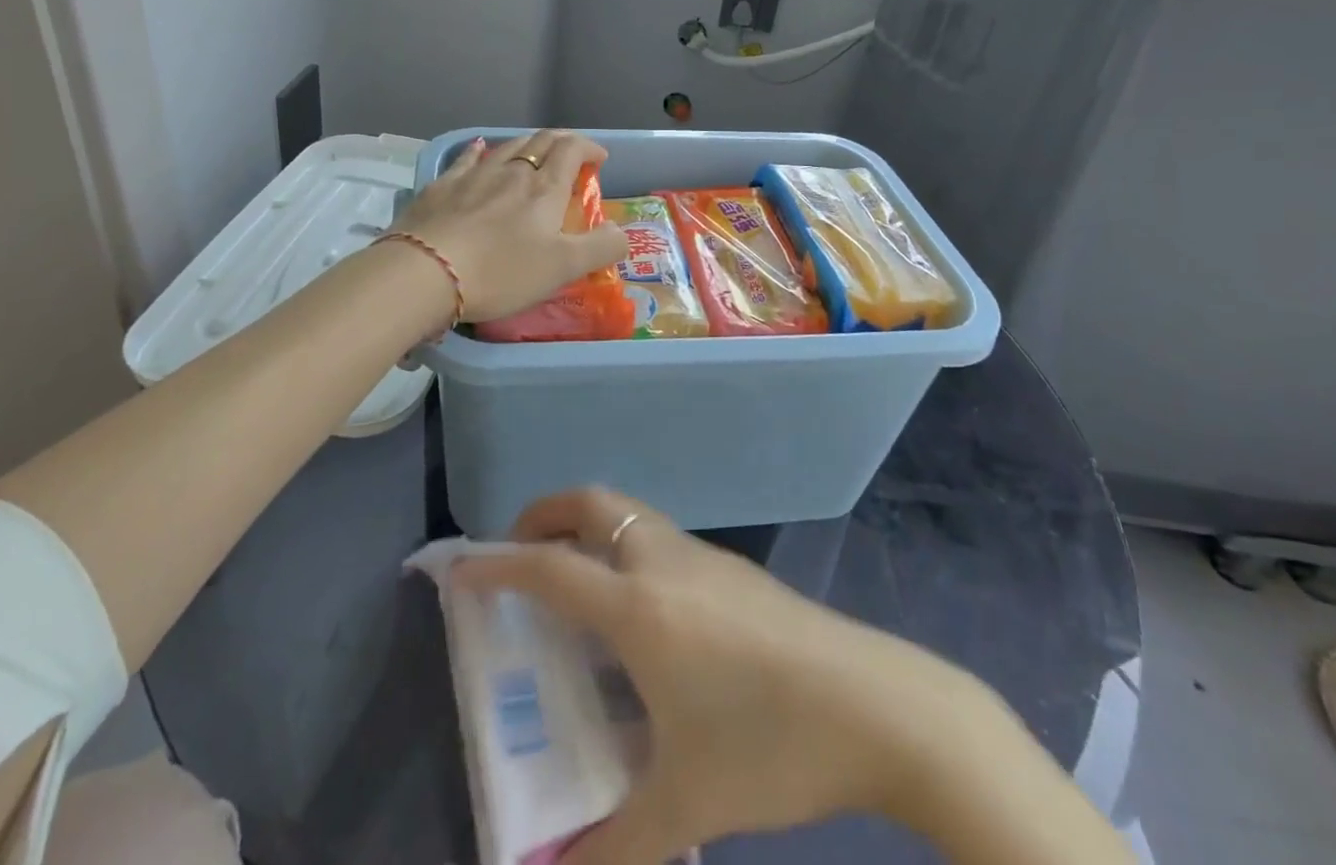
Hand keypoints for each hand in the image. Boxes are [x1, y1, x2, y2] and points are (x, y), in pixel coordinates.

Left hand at [392, 131, 626, 322]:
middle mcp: (511, 172)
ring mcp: (473, 176)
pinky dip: (480, 151)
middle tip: (571, 151)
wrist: (426, 272)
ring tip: (533, 151)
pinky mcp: (441, 187)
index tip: (599, 159)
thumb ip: (600, 248)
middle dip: (561, 141)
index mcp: (544, 189)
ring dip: (526, 144)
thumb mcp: (563, 267)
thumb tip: (621, 232)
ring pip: (505, 147)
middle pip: (540, 142)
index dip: (589, 148)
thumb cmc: (502, 271)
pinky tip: (478, 149)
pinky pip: (466, 159)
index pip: (571, 151)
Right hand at [454, 489, 1001, 864]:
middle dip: (544, 515)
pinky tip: (642, 615)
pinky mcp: (734, 568)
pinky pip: (659, 539)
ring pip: (628, 514)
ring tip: (574, 583)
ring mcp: (702, 557)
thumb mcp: (688, 803)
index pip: (548, 567)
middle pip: (590, 504)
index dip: (496, 564)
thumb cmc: (771, 744)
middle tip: (519, 555)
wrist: (877, 705)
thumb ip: (614, 849)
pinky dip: (626, 548)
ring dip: (589, 527)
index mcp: (638, 606)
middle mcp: (662, 562)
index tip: (459, 568)